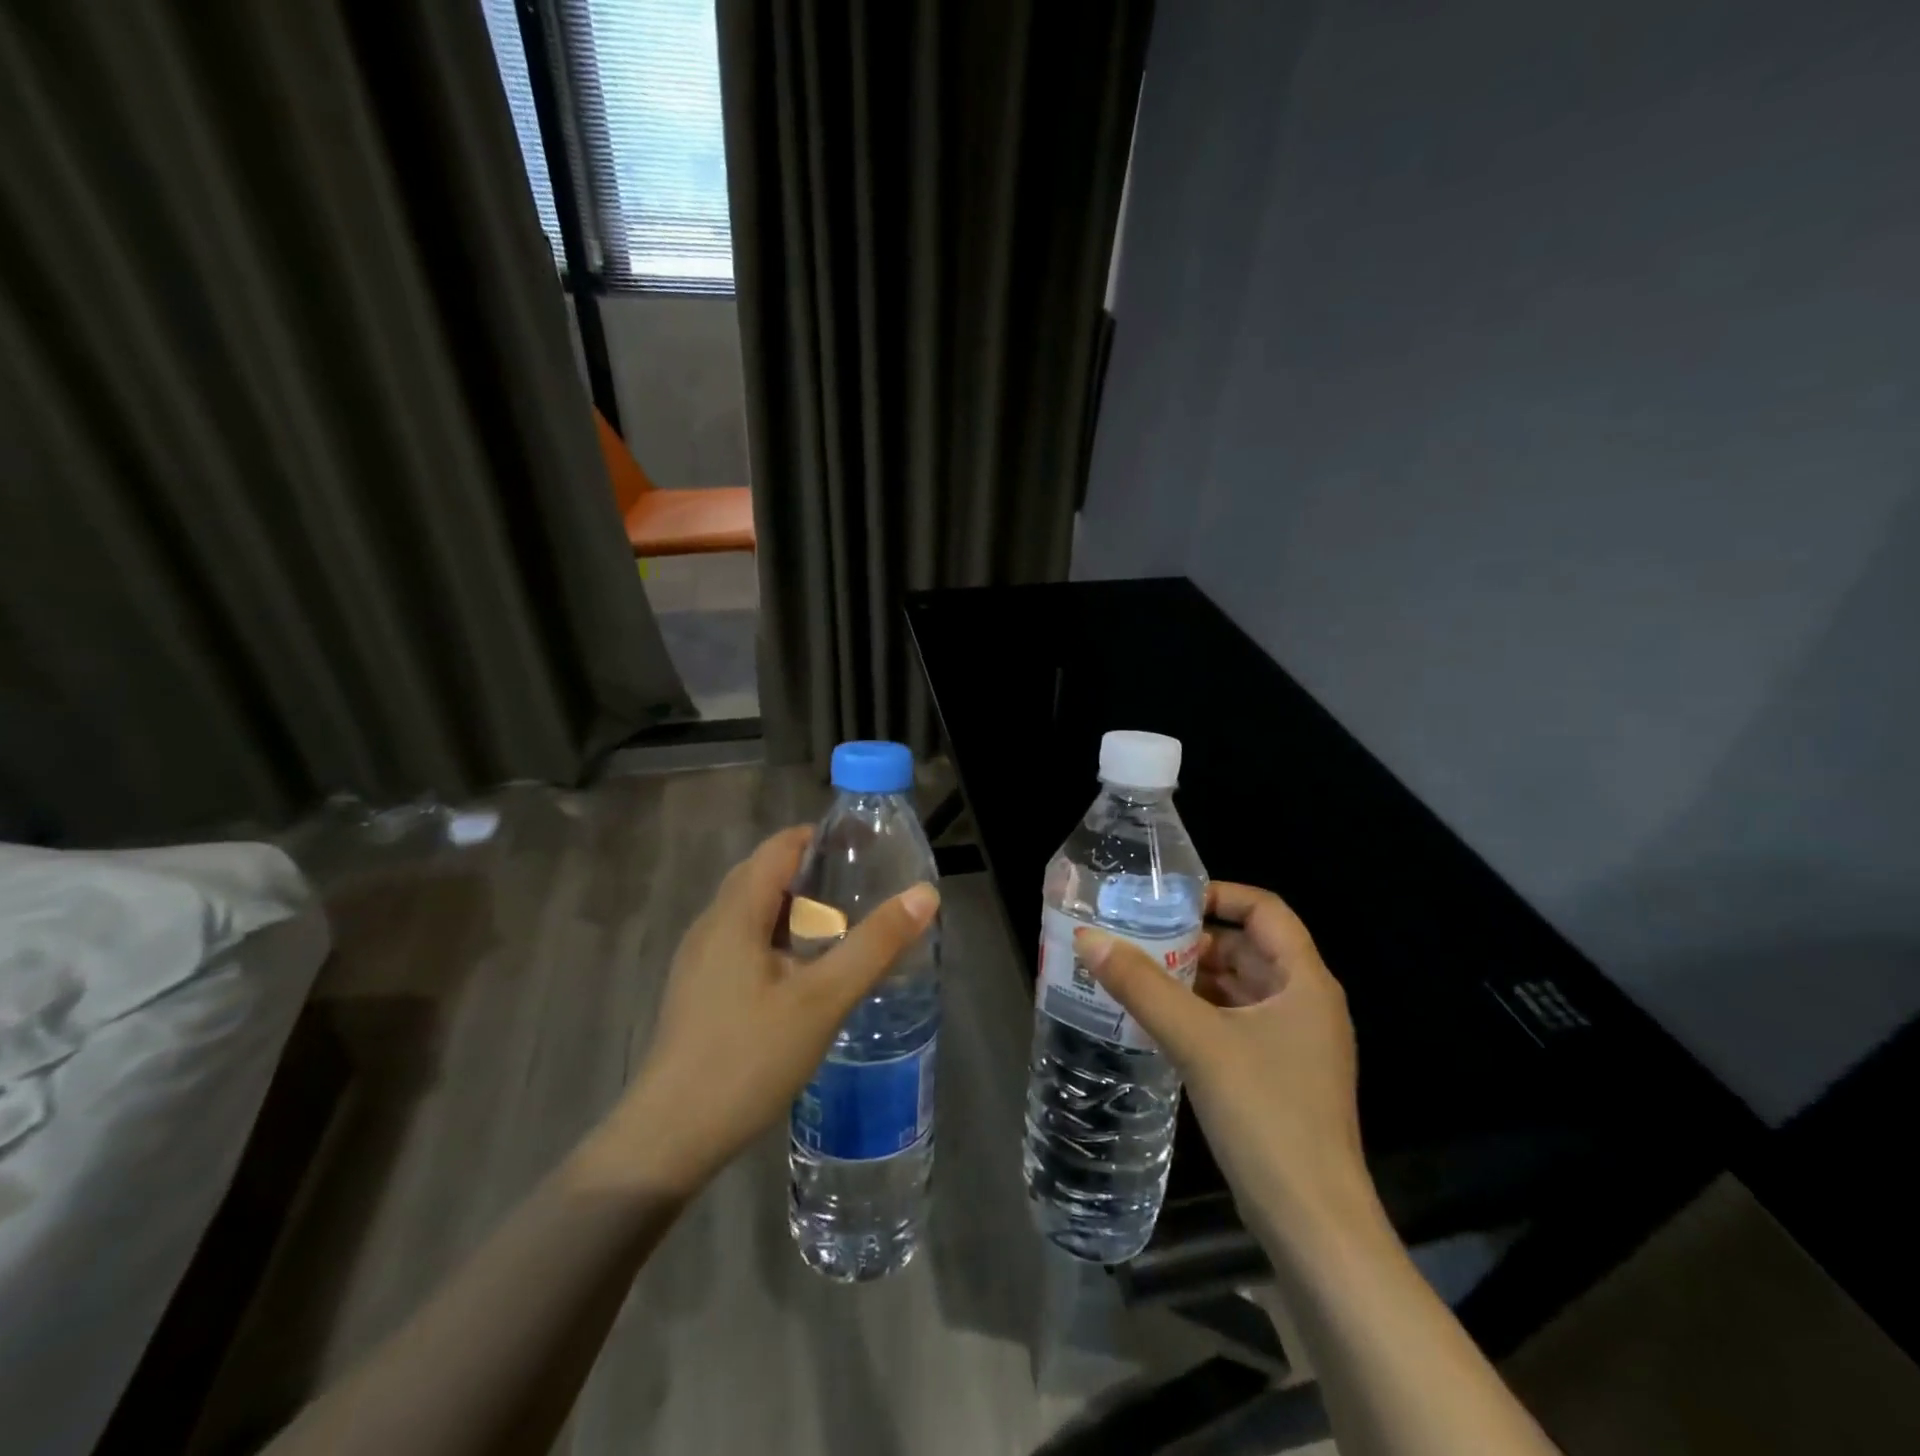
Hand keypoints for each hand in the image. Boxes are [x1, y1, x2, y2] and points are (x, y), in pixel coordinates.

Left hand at [587, 827, 939, 1196]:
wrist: (670, 1138)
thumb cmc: (748, 1058)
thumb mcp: (823, 999)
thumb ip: (874, 944)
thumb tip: (925, 893)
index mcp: (735, 913)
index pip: (779, 847)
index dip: (822, 838)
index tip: (866, 850)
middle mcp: (712, 925)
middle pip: (765, 875)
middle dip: (814, 873)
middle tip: (863, 889)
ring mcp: (700, 960)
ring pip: (754, 912)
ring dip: (797, 908)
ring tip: (843, 927)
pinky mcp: (700, 991)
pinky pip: (745, 942)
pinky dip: (780, 938)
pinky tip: (806, 973)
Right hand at [1074, 882, 1375, 1244]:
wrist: (1313, 1225)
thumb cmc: (1266, 1115)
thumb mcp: (1198, 1041)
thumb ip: (1142, 986)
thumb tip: (1089, 939)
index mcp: (1305, 982)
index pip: (1265, 910)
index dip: (1219, 895)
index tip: (1168, 902)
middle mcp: (1306, 1004)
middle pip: (1248, 948)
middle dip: (1194, 941)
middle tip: (1137, 939)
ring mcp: (1294, 1043)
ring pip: (1239, 988)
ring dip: (1193, 978)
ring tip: (1136, 974)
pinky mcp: (1278, 1075)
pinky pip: (1235, 1023)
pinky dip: (1200, 1013)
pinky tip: (1158, 1020)